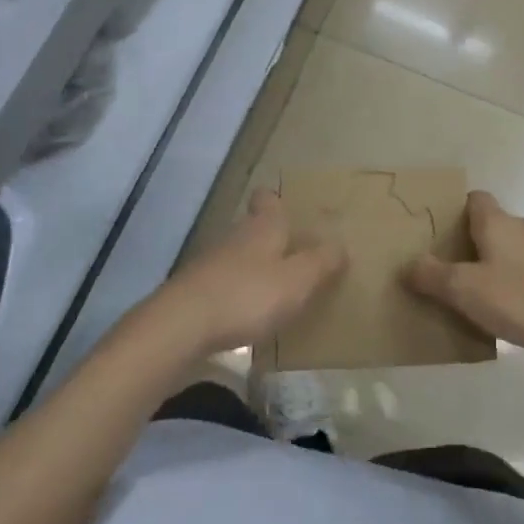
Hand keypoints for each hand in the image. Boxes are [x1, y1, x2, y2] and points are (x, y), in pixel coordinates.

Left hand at [152, 189, 345, 355]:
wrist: (182, 325)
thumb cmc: (248, 295)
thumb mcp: (298, 280)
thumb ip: (321, 262)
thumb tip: (341, 245)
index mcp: (263, 226)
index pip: (267, 198)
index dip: (276, 201)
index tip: (289, 210)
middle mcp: (236, 236)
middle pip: (253, 227)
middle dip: (271, 238)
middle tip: (294, 256)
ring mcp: (211, 262)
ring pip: (238, 255)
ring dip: (254, 267)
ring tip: (276, 289)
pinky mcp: (196, 290)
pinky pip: (224, 283)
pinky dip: (237, 293)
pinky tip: (248, 315)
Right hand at [403, 190, 523, 359]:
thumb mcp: (467, 291)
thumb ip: (434, 276)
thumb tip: (408, 264)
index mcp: (497, 223)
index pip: (475, 199)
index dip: (457, 210)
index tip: (442, 231)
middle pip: (495, 225)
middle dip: (475, 243)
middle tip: (455, 270)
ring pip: (517, 249)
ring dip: (501, 265)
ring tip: (485, 296)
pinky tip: (520, 312)